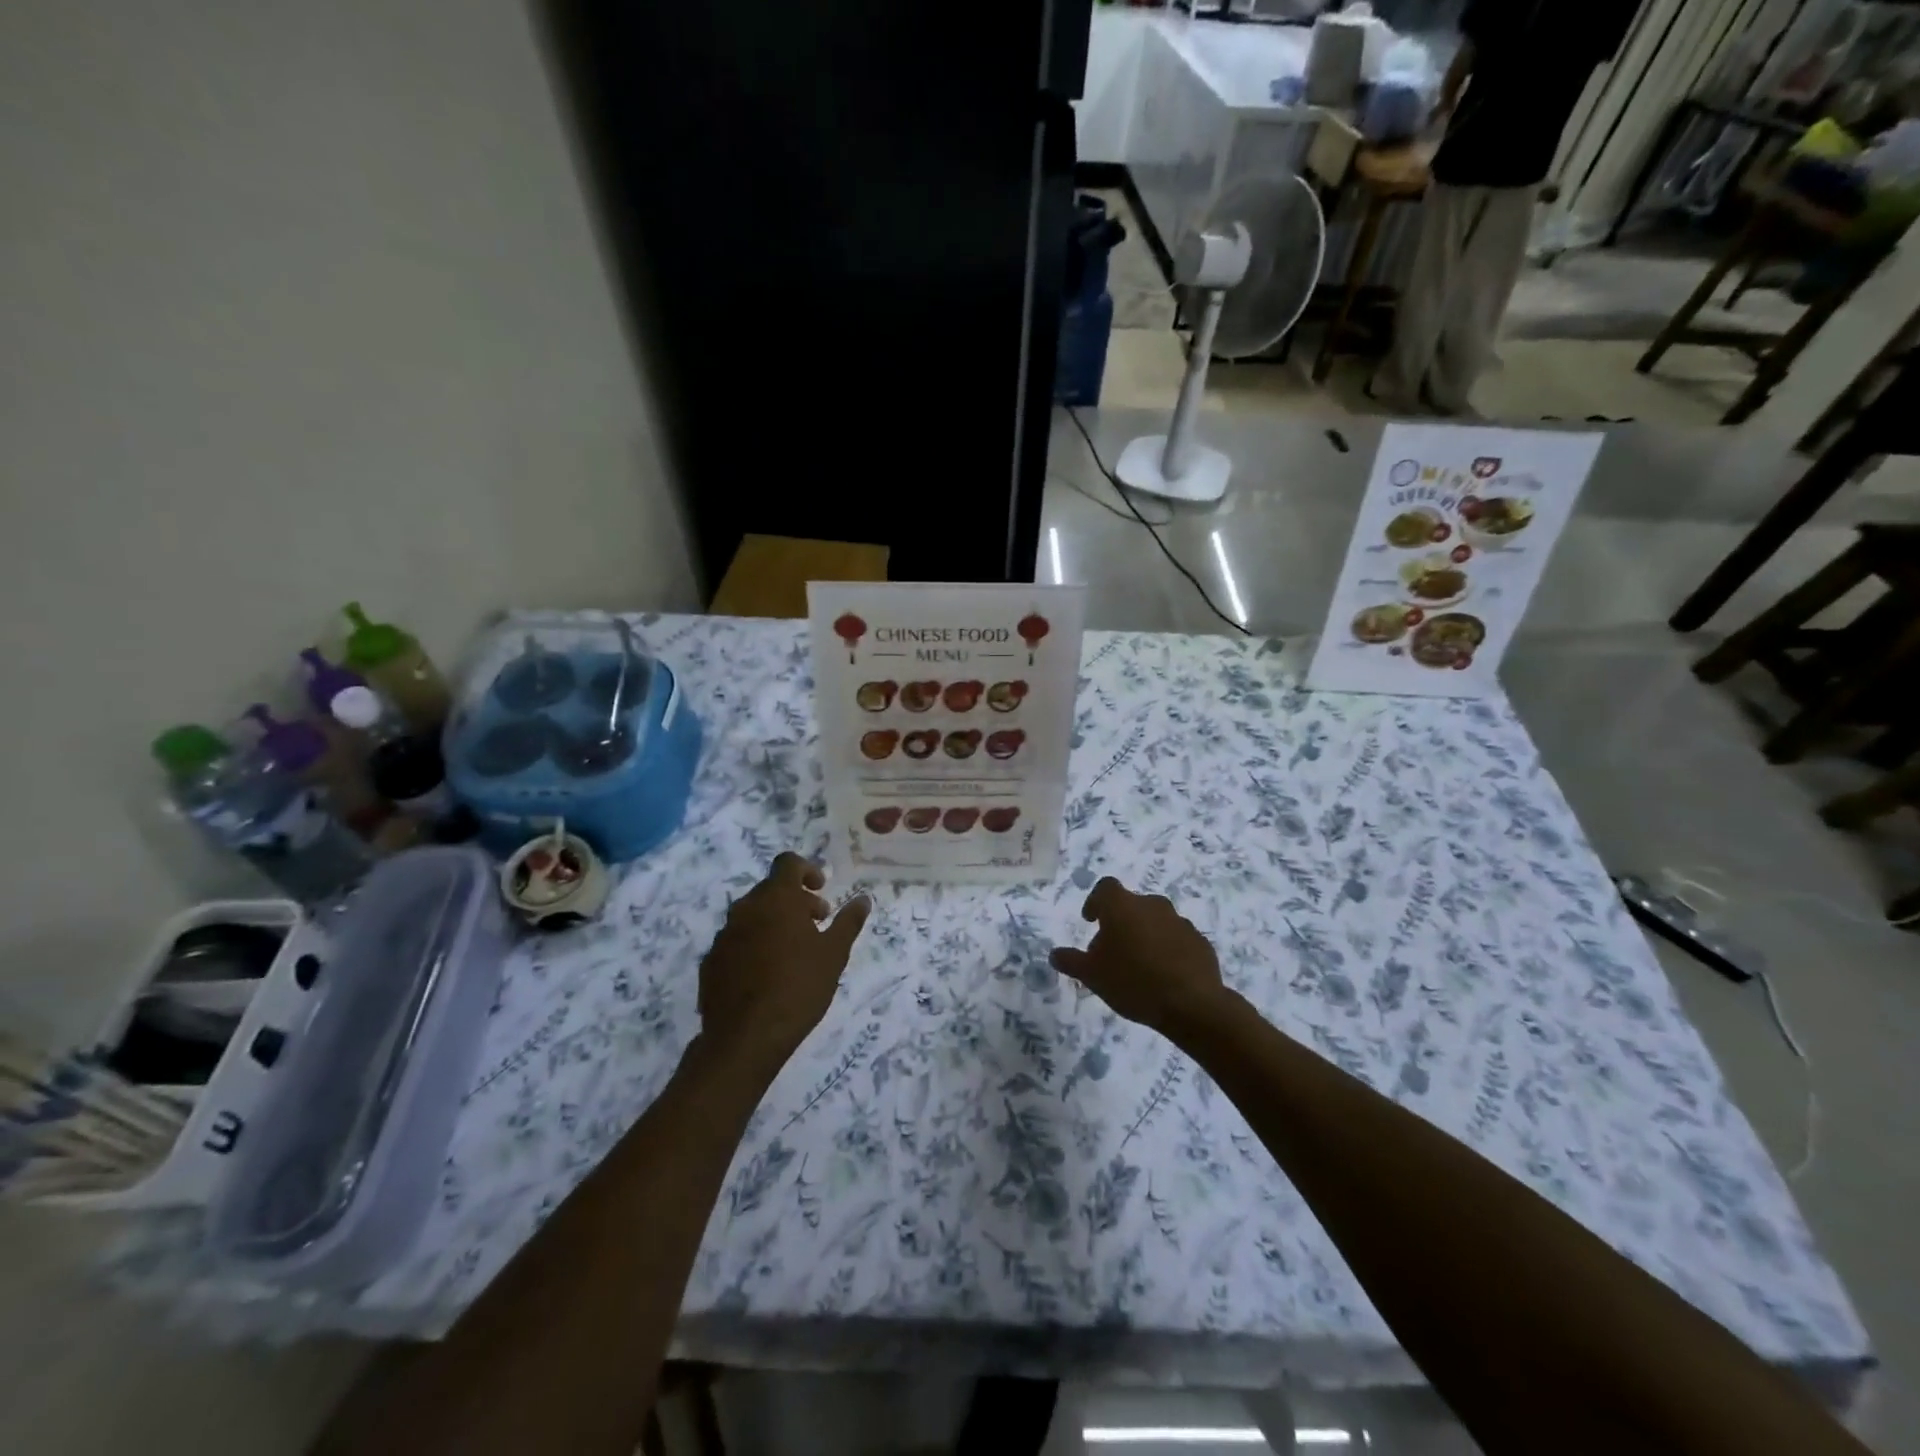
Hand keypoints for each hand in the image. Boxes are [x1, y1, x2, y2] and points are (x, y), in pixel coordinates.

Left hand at [698, 853, 870, 1074]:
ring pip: (752, 915)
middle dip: (795, 900)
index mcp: (776, 899)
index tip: (821, 890)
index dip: (806, 870)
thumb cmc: (798, 988)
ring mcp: (723, 935)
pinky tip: (767, 974)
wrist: (746, 1038)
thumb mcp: (834, 954)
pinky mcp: (710, 962)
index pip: (787, 863)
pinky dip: (753, 945)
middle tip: (816, 924)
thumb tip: (863, 898)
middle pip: (770, 890)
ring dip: (773, 922)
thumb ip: (849, 921)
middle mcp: (745, 908)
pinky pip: (736, 941)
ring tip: (793, 952)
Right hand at [1050, 877, 1230, 1040]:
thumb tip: (1054, 954)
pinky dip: (1167, 949)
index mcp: (1123, 906)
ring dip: (1145, 935)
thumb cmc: (1132, 982)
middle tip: (1112, 951)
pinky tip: (1164, 975)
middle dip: (1120, 923)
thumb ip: (1071, 961)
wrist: (1191, 1004)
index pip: (1105, 888)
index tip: (1091, 921)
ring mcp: (1180, 921)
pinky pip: (1176, 939)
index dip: (1095, 902)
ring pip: (1155, 921)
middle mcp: (1152, 904)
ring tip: (1139, 966)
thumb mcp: (1092, 975)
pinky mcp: (1200, 941)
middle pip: (1131, 905)